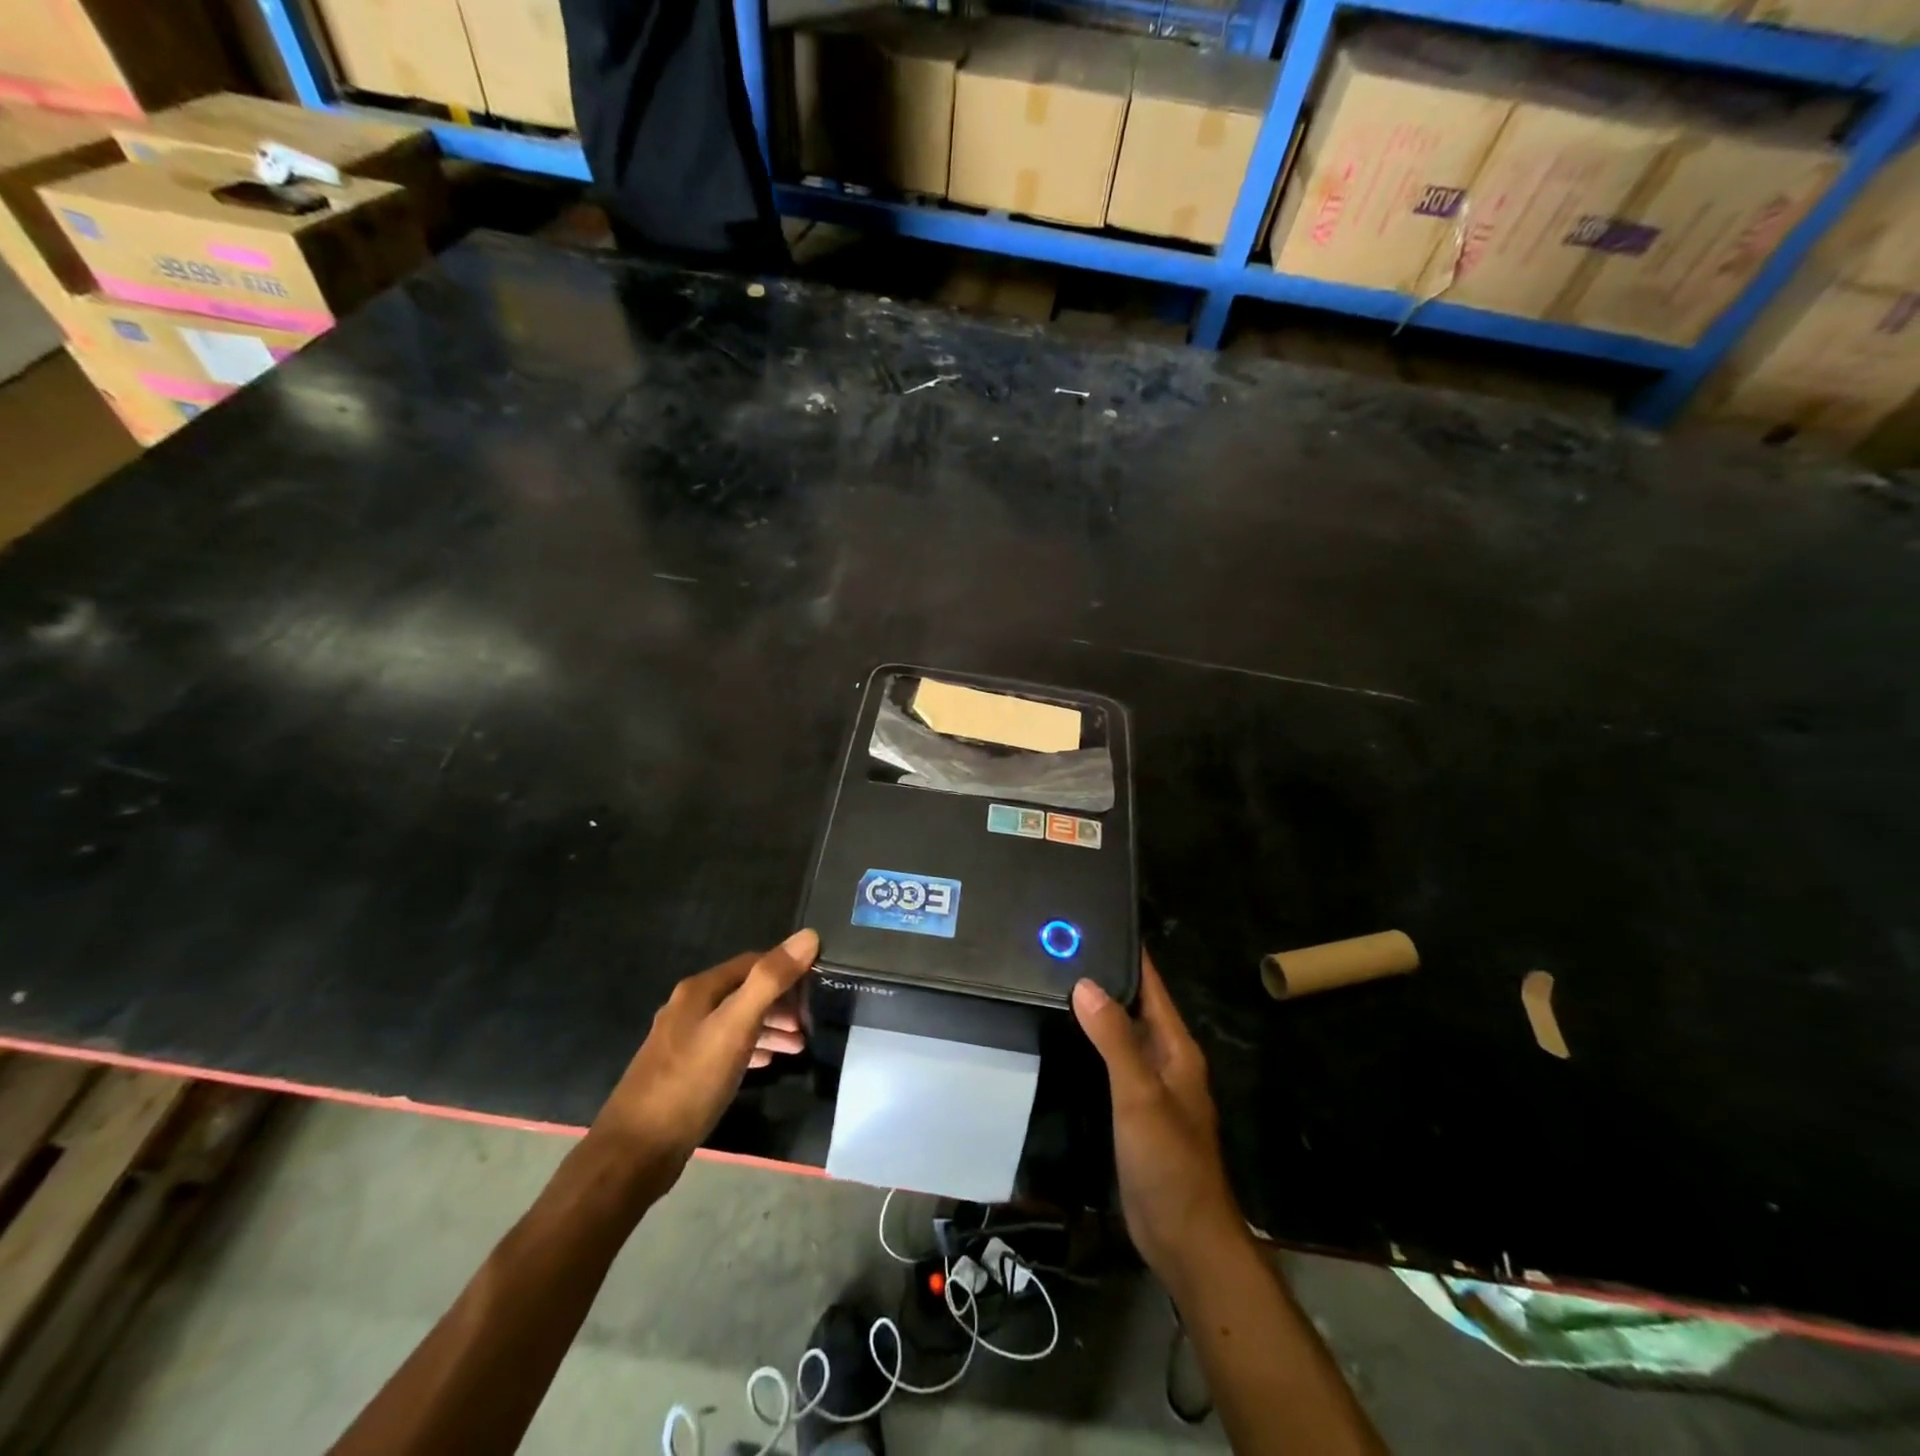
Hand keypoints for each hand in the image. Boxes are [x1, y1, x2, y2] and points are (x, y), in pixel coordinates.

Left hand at [592, 929, 818, 1189]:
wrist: (635, 1152)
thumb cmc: (690, 1082)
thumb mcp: (736, 1026)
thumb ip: (770, 980)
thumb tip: (809, 936)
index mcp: (699, 990)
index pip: (753, 963)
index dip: (787, 969)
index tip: (817, 986)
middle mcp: (689, 1008)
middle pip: (744, 992)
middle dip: (780, 1003)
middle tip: (810, 1024)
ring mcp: (683, 1041)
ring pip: (736, 1022)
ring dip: (769, 1028)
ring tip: (798, 1046)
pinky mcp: (683, 1072)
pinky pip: (726, 1049)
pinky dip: (751, 1049)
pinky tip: (767, 1064)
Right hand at [1073, 953, 1246, 1284]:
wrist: (1184, 1238)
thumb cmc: (1169, 1161)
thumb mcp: (1140, 1093)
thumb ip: (1114, 1039)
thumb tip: (1085, 982)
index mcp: (1176, 1048)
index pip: (1151, 987)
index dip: (1129, 955)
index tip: (1097, 922)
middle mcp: (1166, 1060)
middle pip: (1134, 1007)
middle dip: (1104, 978)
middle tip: (1061, 949)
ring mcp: (1150, 1087)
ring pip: (1120, 1036)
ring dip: (1096, 1012)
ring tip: (1054, 981)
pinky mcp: (1134, 1111)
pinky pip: (1111, 1064)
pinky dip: (1091, 1045)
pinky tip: (1065, 1038)